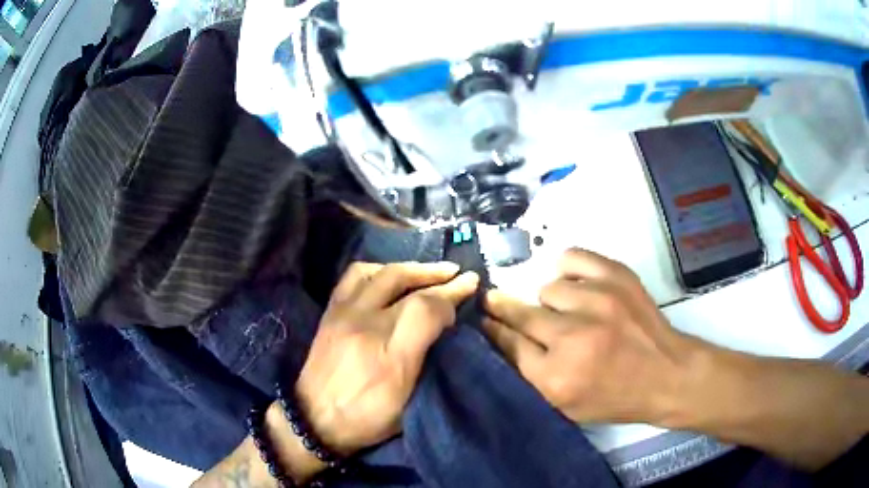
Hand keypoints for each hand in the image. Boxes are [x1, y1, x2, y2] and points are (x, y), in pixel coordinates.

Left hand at [295, 261, 478, 453]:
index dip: (452, 295)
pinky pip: (354, 276)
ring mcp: (344, 314)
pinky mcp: (331, 312)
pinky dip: (379, 270)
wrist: (314, 418)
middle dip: (437, 274)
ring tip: (428, 272)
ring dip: (410, 268)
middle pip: (404, 282)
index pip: (425, 308)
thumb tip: (445, 324)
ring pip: (380, 272)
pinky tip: (390, 276)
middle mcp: (365, 325)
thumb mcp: (407, 402)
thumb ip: (428, 361)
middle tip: (459, 273)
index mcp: (390, 356)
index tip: (468, 291)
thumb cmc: (367, 417)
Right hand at [482, 248, 696, 423]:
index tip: (483, 319)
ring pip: (548, 287)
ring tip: (567, 312)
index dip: (492, 329)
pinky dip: (568, 269)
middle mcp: (573, 337)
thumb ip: (529, 375)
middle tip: (498, 303)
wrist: (667, 375)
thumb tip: (499, 336)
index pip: (507, 343)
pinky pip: (572, 257)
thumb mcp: (565, 406)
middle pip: (521, 312)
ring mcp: (598, 302)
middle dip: (505, 309)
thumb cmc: (615, 398)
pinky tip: (575, 284)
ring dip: (552, 302)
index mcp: (556, 378)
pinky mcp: (617, 277)